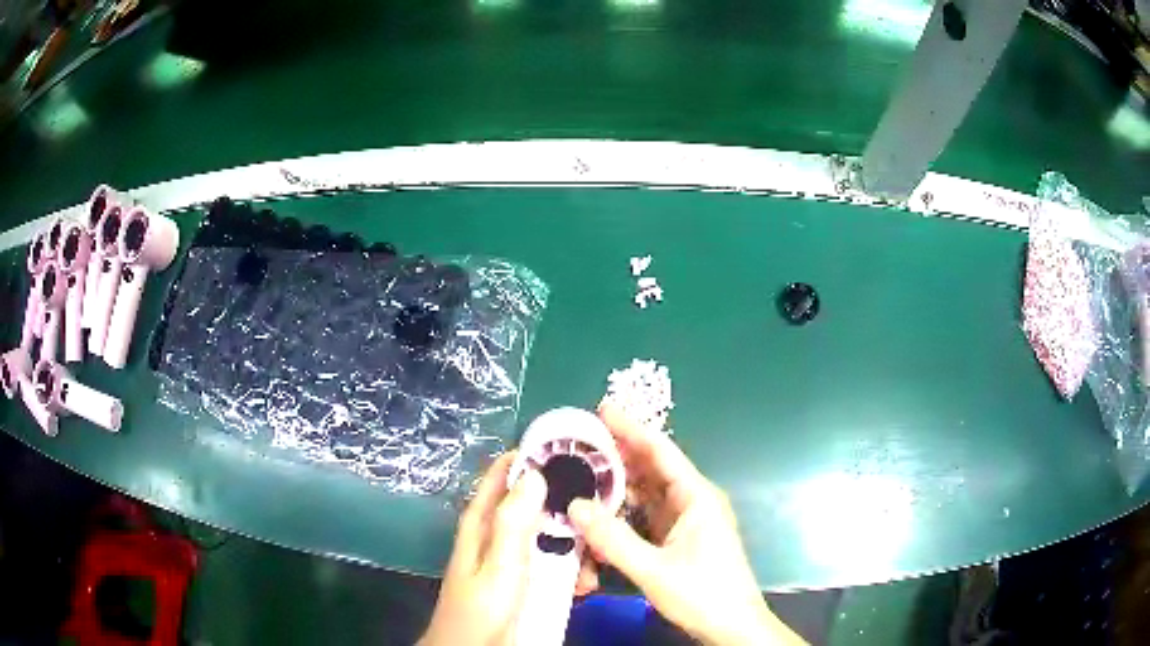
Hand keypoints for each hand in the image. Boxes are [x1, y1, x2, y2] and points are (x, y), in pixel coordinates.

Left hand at [419, 451, 600, 645]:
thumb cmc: (482, 609)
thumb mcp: (499, 566)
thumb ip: (514, 523)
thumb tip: (534, 472)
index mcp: (483, 521)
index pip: (505, 474)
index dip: (534, 458)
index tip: (574, 453)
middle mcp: (497, 533)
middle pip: (535, 503)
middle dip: (567, 505)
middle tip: (600, 511)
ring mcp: (512, 558)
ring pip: (548, 534)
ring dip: (574, 541)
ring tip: (597, 556)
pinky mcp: (524, 579)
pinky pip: (551, 562)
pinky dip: (571, 566)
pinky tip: (586, 580)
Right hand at [567, 403, 806, 645]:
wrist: (732, 626)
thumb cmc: (703, 594)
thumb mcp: (653, 569)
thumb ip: (613, 539)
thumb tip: (575, 506)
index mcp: (696, 496)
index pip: (660, 451)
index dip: (631, 428)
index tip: (602, 408)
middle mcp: (693, 501)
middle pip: (653, 468)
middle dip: (620, 453)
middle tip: (581, 441)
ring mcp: (688, 520)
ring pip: (649, 492)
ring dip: (621, 482)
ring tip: (585, 470)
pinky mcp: (681, 538)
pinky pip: (649, 514)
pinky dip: (627, 509)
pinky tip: (604, 508)